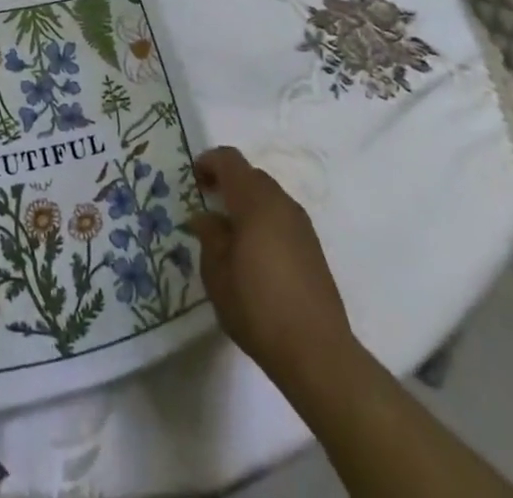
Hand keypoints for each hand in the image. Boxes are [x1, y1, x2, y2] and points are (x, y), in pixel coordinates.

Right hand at [186, 147, 359, 395]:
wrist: (318, 353)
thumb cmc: (258, 308)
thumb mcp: (217, 274)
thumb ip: (209, 236)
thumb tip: (205, 217)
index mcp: (255, 201)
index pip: (229, 160)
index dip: (208, 162)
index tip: (194, 180)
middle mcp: (281, 203)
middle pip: (251, 176)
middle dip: (228, 184)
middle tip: (209, 207)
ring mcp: (302, 226)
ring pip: (269, 197)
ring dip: (248, 204)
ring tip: (231, 235)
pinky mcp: (314, 248)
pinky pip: (283, 218)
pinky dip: (265, 222)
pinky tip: (256, 256)